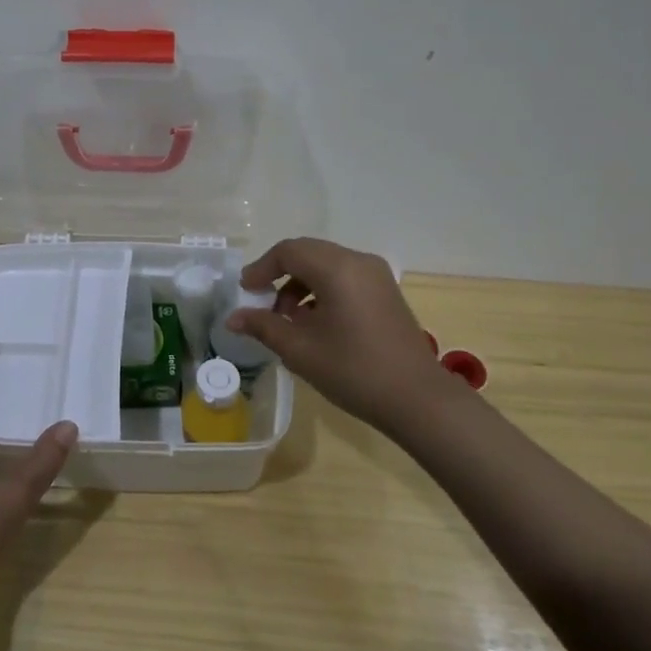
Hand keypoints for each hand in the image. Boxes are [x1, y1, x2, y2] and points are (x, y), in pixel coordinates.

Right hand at [225, 237, 456, 433]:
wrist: (417, 399)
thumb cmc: (354, 371)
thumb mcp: (300, 350)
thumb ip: (263, 326)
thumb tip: (233, 317)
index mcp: (337, 268)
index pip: (288, 251)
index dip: (261, 268)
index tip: (245, 292)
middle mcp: (359, 261)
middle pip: (308, 253)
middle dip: (279, 274)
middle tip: (260, 302)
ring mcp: (377, 275)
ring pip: (326, 264)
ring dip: (300, 283)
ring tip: (288, 319)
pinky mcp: (386, 292)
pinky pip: (344, 277)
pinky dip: (322, 290)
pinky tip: (315, 323)